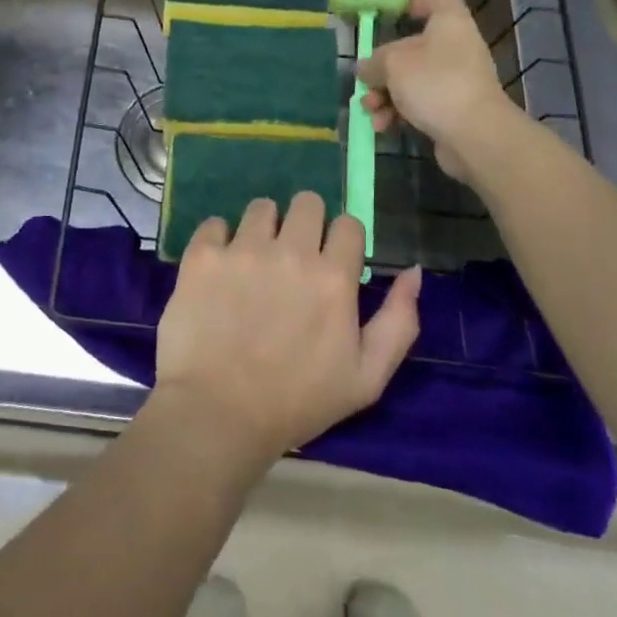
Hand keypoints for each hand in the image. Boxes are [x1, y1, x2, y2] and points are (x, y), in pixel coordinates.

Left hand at [152, 193, 420, 467]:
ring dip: (264, 228)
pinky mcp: (203, 255)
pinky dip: (219, 240)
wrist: (218, 415)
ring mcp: (243, 250)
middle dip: (306, 223)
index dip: (343, 242)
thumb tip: (412, 271)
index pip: (348, 223)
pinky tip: (220, 269)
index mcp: (333, 277)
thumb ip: (399, 322)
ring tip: (254, 262)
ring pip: (262, 207)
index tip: (332, 264)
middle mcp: (290, 252)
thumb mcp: (367, 378)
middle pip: (307, 201)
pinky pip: (215, 223)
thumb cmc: (298, 402)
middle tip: (293, 257)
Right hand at [358, 0, 521, 185]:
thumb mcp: (393, 65)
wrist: (475, 135)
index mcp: (450, 25)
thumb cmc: (435, 83)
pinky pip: (420, 105)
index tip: (397, 16)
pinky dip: (400, 113)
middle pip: (414, 49)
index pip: (442, 1)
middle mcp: (457, 49)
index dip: (420, 3)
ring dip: (386, 96)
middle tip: (366, 84)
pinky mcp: (454, 111)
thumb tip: (366, 69)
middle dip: (384, 70)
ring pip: (412, 81)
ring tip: (370, 111)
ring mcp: (457, 82)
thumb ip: (374, 62)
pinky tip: (383, 127)